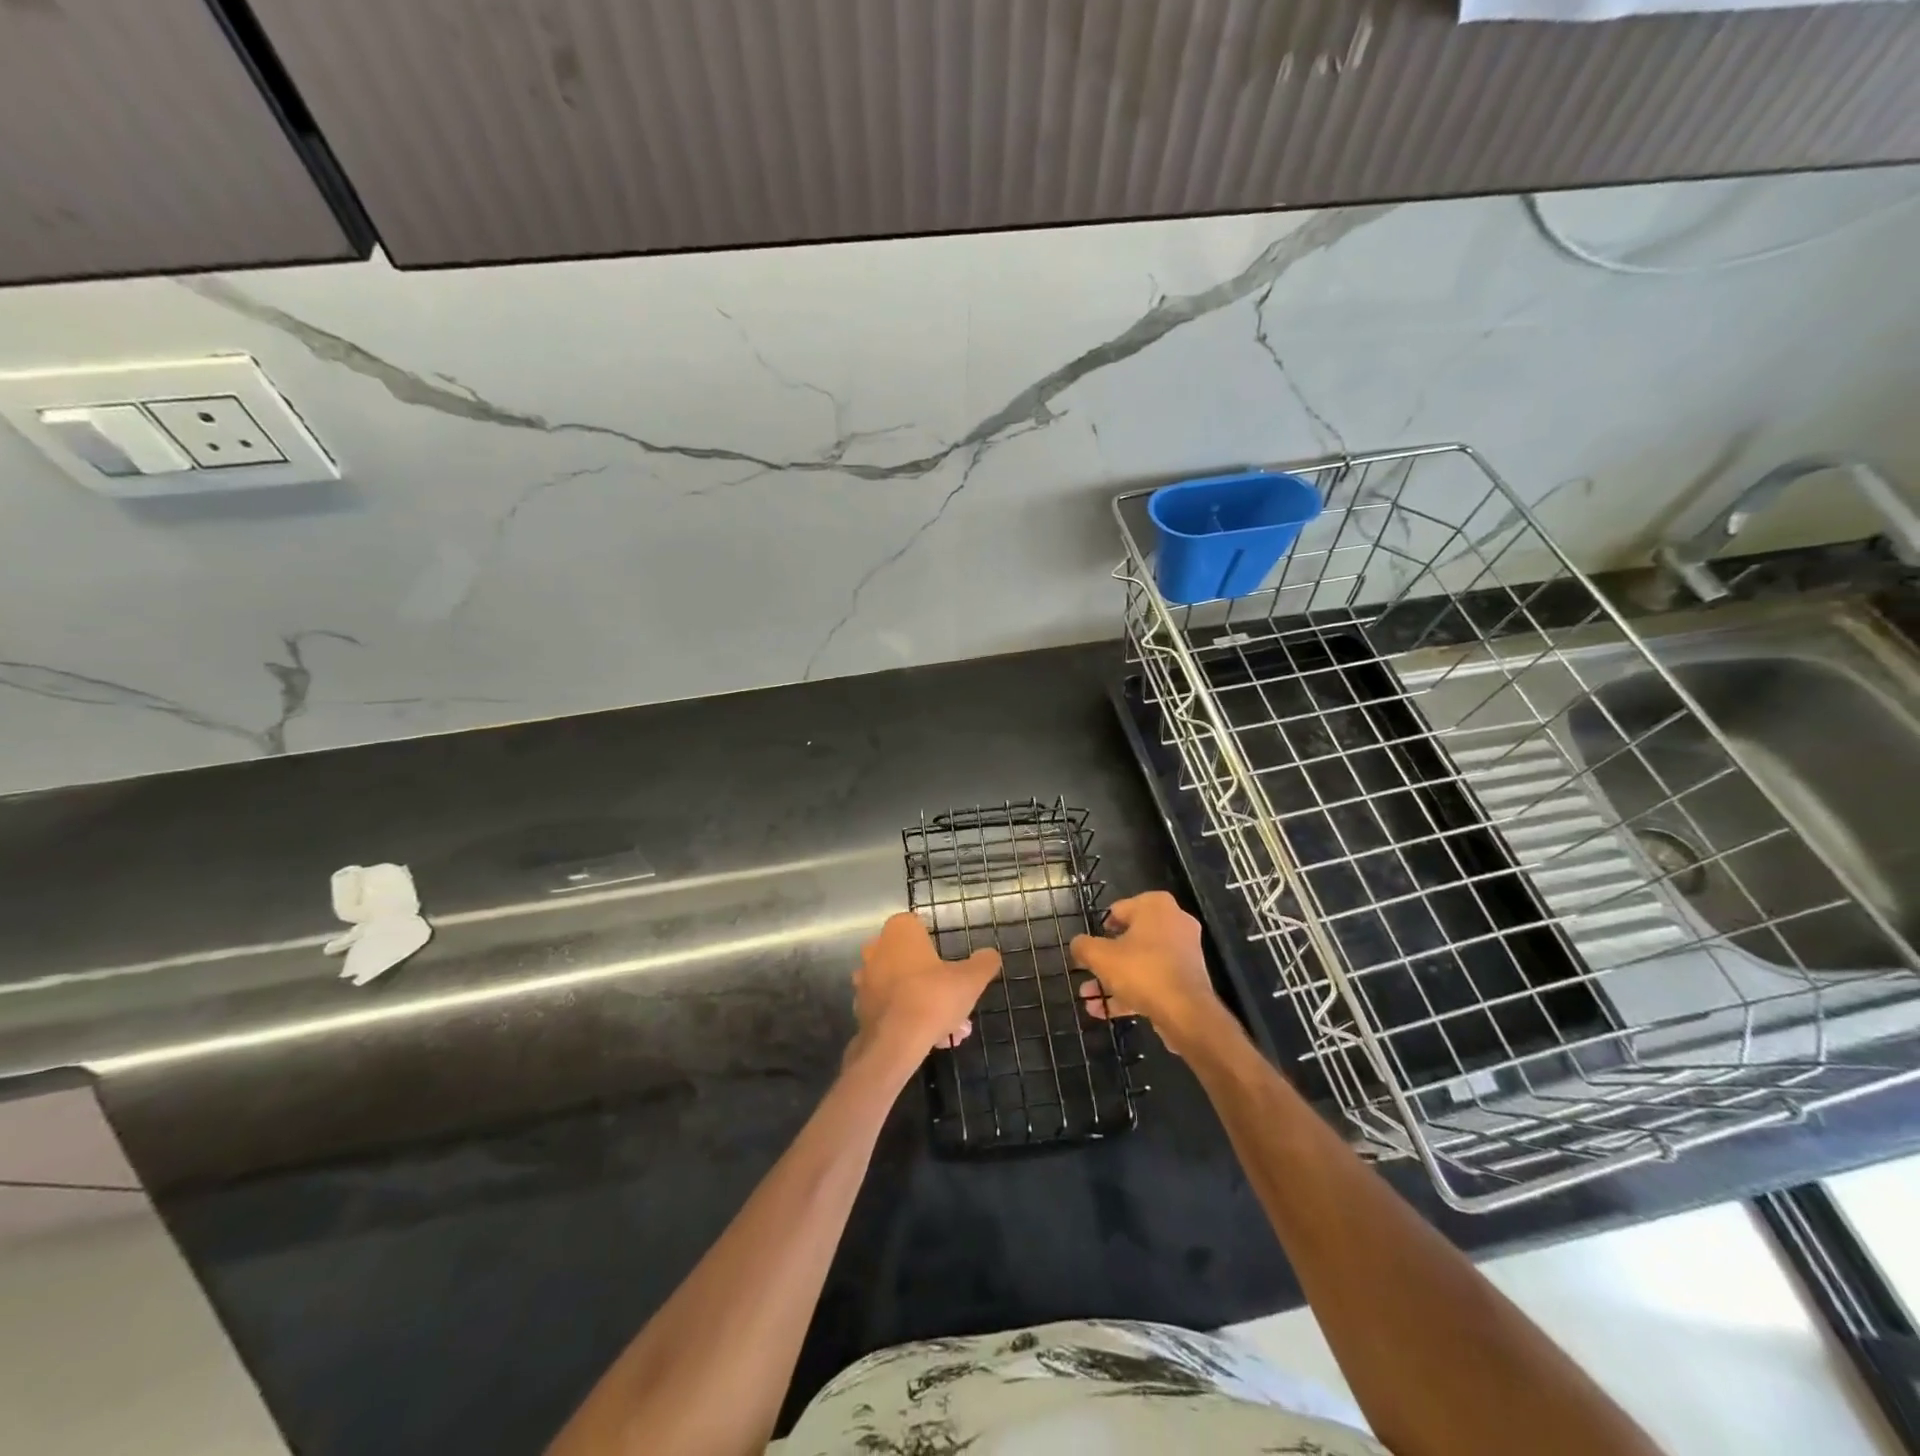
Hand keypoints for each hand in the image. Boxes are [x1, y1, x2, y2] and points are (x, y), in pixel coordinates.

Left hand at [851, 913, 1001, 1064]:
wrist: (895, 1041)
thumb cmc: (934, 996)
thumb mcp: (971, 979)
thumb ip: (984, 962)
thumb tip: (990, 955)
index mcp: (900, 931)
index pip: (918, 926)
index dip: (936, 945)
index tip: (953, 965)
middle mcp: (877, 949)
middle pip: (912, 960)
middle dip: (936, 982)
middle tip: (957, 1003)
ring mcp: (865, 980)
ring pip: (904, 988)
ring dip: (926, 1004)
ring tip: (951, 1030)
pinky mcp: (861, 1008)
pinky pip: (892, 1009)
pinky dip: (910, 1019)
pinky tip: (932, 1040)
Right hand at [1071, 891, 1223, 1053]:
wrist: (1185, 1012)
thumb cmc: (1141, 970)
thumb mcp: (1100, 956)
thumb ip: (1083, 946)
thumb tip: (1077, 944)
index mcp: (1156, 906)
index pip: (1119, 909)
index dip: (1101, 928)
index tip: (1089, 946)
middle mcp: (1174, 922)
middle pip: (1130, 938)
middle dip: (1105, 960)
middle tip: (1087, 972)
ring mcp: (1183, 951)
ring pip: (1140, 962)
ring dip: (1114, 979)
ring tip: (1089, 997)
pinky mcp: (1187, 978)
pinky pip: (1153, 979)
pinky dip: (1131, 992)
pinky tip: (1104, 1011)